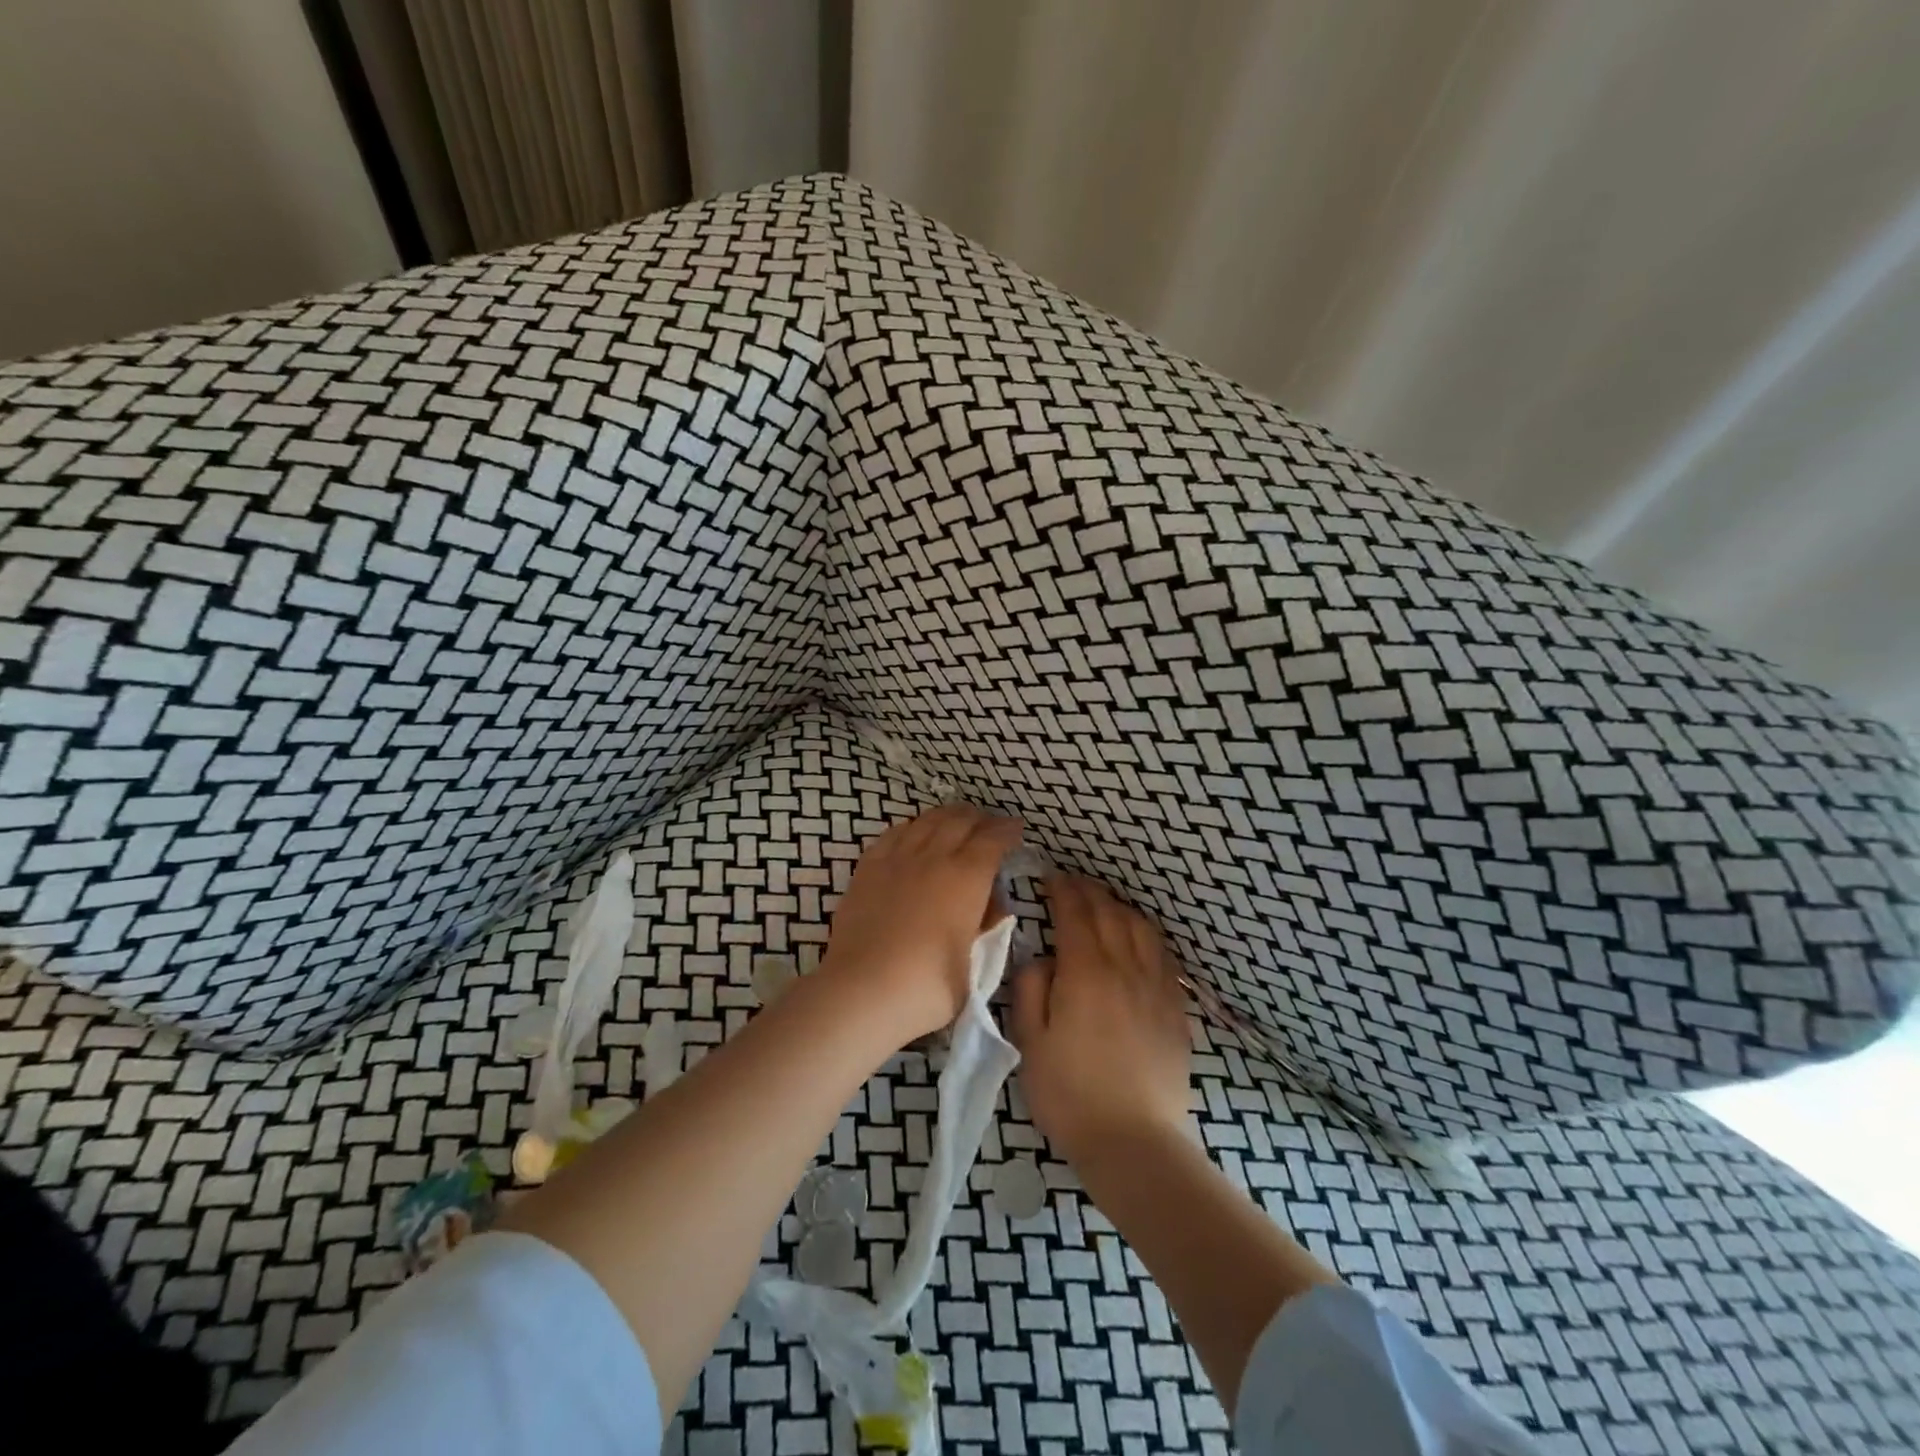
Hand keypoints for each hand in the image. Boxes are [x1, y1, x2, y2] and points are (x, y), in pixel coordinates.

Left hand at [819, 805, 1023, 1043]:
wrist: (861, 991)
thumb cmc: (926, 987)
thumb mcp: (973, 967)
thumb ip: (984, 930)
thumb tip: (991, 908)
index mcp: (966, 878)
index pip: (992, 840)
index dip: (1007, 831)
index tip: (1016, 829)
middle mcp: (933, 858)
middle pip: (959, 821)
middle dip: (979, 818)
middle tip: (989, 823)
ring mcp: (896, 860)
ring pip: (926, 821)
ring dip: (946, 816)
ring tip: (956, 820)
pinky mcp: (867, 869)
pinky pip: (893, 834)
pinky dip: (911, 827)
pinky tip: (913, 832)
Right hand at [1007, 874, 1192, 1163]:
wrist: (1134, 1141)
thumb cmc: (1070, 1093)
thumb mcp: (1029, 1042)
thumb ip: (1031, 988)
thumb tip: (1044, 959)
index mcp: (1085, 972)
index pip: (1075, 913)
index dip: (1062, 890)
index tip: (1051, 878)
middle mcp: (1124, 967)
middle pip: (1109, 913)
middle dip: (1088, 891)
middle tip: (1071, 883)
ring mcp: (1156, 986)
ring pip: (1140, 928)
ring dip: (1119, 907)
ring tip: (1103, 903)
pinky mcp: (1175, 1008)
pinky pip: (1163, 955)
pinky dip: (1146, 934)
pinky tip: (1139, 938)